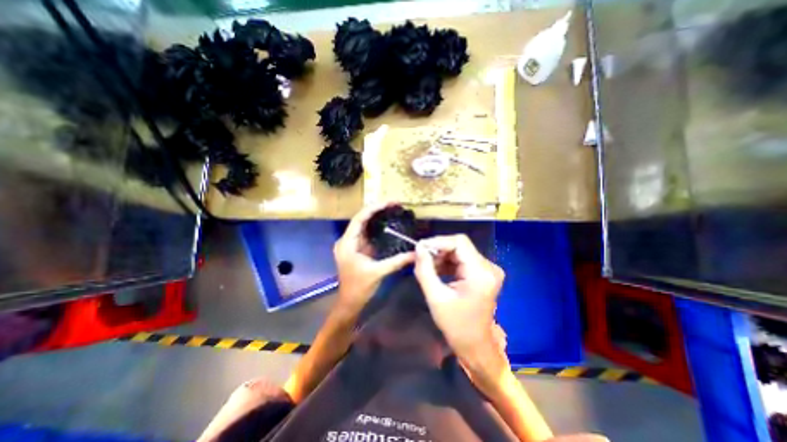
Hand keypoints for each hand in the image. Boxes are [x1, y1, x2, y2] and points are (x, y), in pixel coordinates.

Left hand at [333, 202, 416, 316]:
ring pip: (364, 225)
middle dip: (377, 210)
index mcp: (347, 243)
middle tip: (394, 204)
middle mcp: (347, 240)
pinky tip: (388, 224)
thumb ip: (397, 261)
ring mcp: (351, 244)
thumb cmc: (359, 288)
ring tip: (393, 210)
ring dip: (377, 217)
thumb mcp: (378, 272)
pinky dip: (377, 228)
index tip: (389, 202)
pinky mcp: (357, 249)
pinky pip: (367, 234)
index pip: (360, 218)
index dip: (374, 208)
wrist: (349, 302)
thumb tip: (415, 253)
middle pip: (362, 219)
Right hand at [413, 234, 502, 361]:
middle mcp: (489, 267)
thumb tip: (418, 247)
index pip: (459, 242)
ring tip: (427, 267)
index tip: (419, 248)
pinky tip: (437, 271)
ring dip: (442, 256)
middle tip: (421, 259)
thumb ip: (425, 270)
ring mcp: (488, 270)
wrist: (475, 345)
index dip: (438, 241)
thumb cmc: (456, 326)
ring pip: (460, 252)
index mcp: (481, 273)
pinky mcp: (483, 274)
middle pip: (460, 246)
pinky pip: (462, 260)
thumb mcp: (436, 297)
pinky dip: (448, 263)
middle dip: (438, 250)